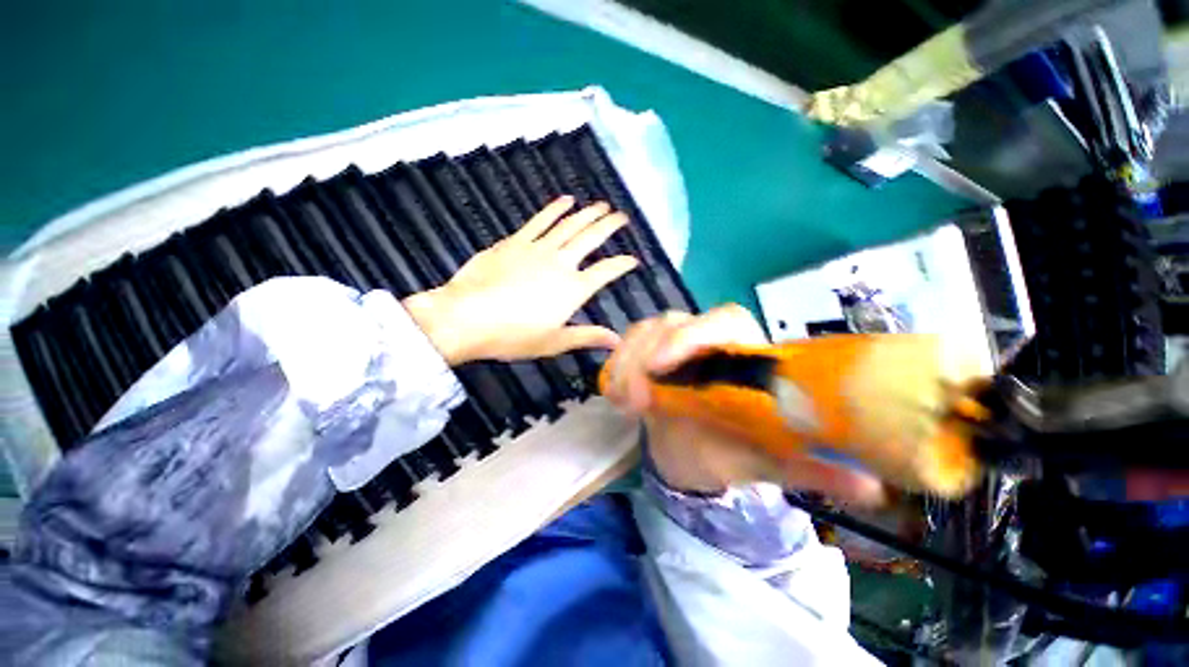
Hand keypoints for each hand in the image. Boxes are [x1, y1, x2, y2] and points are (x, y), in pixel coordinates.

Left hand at [404, 196, 638, 364]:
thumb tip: (617, 340)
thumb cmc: (513, 335)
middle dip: (609, 226)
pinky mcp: (515, 242)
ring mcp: (538, 249)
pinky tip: (565, 200)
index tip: (633, 259)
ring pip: (569, 225)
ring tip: (601, 205)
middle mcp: (561, 263)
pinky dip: (554, 209)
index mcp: (573, 289)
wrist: (467, 317)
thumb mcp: (554, 342)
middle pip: (591, 239)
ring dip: (587, 213)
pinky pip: (540, 221)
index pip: (606, 272)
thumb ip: (588, 336)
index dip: (623, 264)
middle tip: (621, 216)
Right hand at [603, 305, 884, 505]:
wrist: (694, 453)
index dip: (693, 335)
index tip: (663, 367)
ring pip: (643, 330)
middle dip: (647, 354)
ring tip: (623, 402)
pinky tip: (613, 393)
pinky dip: (615, 365)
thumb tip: (873, 489)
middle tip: (637, 399)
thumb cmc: (734, 451)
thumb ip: (812, 469)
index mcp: (742, 352)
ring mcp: (670, 344)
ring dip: (628, 361)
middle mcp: (705, 339)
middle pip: (672, 321)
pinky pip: (625, 346)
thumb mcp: (770, 460)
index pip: (723, 319)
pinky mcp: (644, 355)